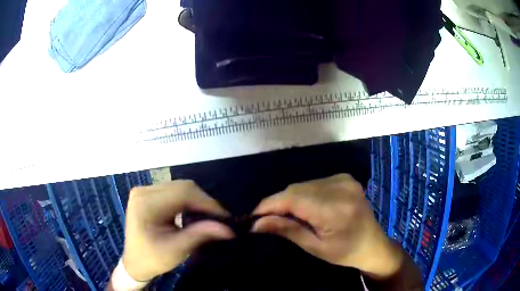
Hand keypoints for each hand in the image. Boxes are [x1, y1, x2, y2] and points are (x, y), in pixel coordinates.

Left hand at [122, 180, 233, 281]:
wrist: (135, 262)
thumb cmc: (152, 259)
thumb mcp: (176, 250)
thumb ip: (200, 235)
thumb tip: (228, 229)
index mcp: (146, 203)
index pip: (183, 193)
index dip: (207, 203)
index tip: (226, 218)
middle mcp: (144, 191)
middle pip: (182, 187)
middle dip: (204, 202)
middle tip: (220, 219)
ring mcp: (146, 191)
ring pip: (181, 188)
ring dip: (198, 201)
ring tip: (210, 217)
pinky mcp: (149, 195)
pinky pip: (175, 192)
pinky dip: (189, 201)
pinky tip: (196, 213)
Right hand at [252, 174, 403, 278]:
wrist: (373, 244)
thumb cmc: (345, 253)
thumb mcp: (315, 247)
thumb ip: (287, 230)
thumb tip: (256, 223)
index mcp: (336, 209)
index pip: (293, 198)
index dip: (269, 205)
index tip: (252, 216)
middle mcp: (341, 187)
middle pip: (297, 189)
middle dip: (278, 203)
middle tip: (266, 220)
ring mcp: (344, 180)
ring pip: (303, 184)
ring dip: (290, 198)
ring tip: (285, 215)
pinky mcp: (345, 178)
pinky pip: (314, 183)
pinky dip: (303, 194)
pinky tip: (305, 208)